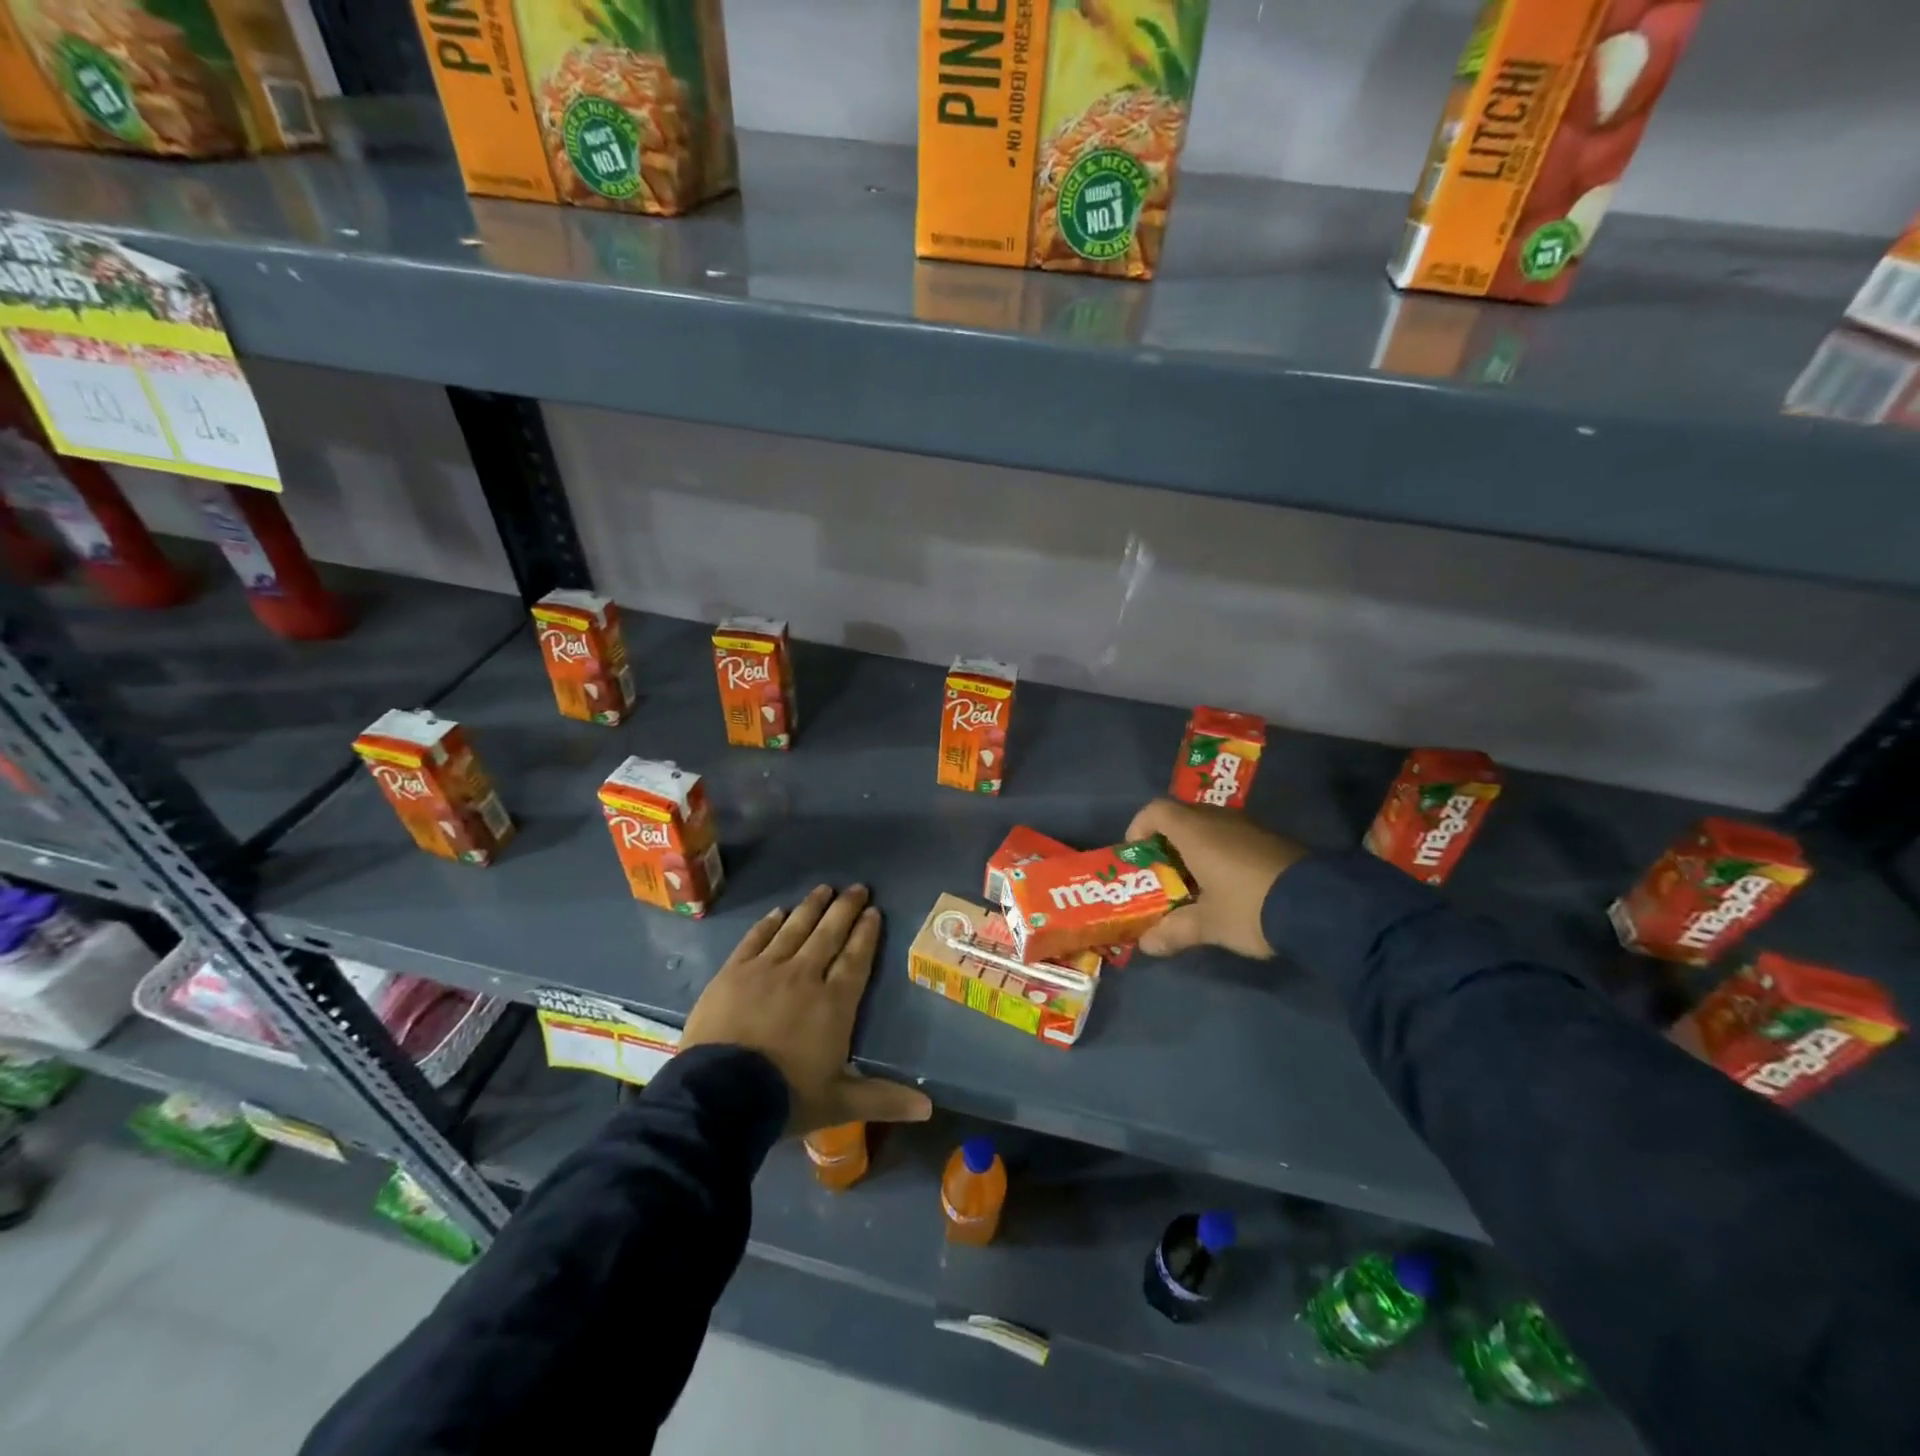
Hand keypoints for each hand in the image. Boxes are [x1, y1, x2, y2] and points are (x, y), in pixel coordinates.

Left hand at [681, 884, 932, 1134]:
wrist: (719, 1096)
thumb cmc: (786, 1098)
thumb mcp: (839, 1103)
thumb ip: (883, 1099)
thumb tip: (929, 1108)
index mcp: (834, 1003)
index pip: (856, 958)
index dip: (866, 934)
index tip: (874, 912)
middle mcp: (804, 976)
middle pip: (829, 934)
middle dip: (845, 909)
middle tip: (858, 888)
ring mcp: (766, 970)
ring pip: (795, 928)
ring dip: (812, 907)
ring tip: (824, 888)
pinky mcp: (734, 972)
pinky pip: (756, 939)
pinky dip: (769, 923)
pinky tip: (779, 912)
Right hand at [1123, 799, 1308, 959]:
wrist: (1322, 904)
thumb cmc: (1250, 906)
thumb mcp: (1209, 924)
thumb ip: (1175, 931)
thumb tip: (1146, 945)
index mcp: (1195, 831)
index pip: (1156, 810)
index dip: (1139, 827)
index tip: (1136, 854)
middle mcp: (1220, 820)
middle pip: (1182, 818)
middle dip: (1167, 844)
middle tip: (1162, 875)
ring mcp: (1250, 827)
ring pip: (1210, 829)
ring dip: (1196, 851)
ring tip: (1193, 886)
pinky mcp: (1273, 841)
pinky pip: (1233, 838)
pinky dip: (1221, 855)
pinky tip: (1228, 888)